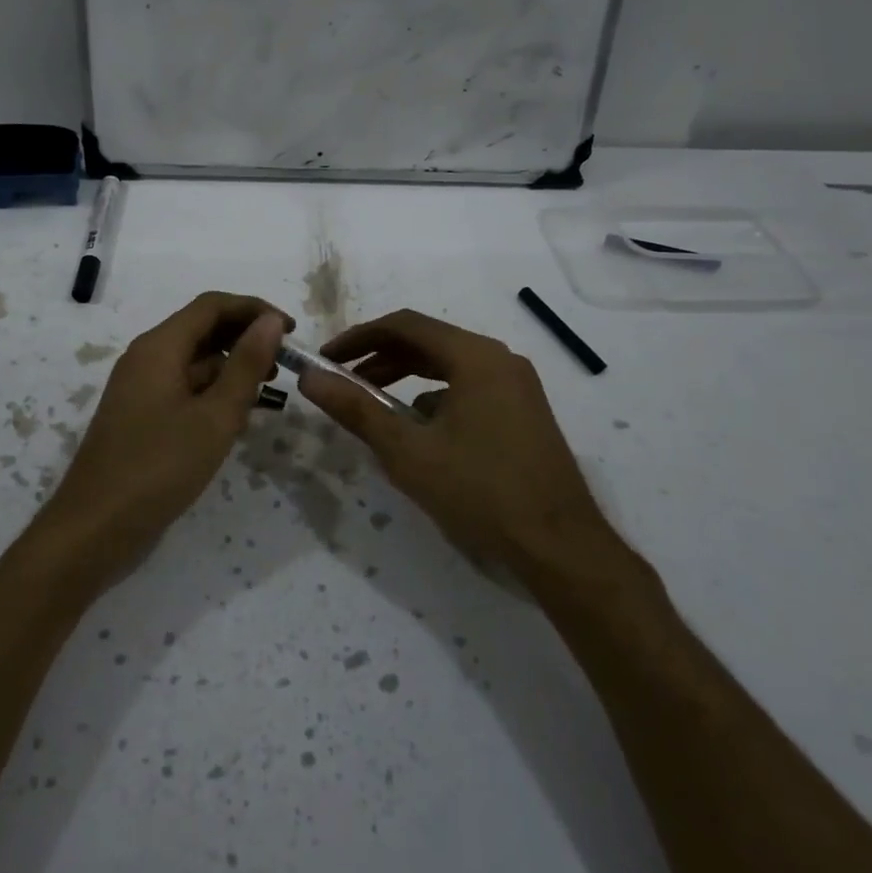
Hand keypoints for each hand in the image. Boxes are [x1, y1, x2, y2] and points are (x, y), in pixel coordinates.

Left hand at [41, 292, 288, 583]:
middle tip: (284, 365)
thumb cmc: (159, 467)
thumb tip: (271, 321)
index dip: (254, 310)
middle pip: (202, 329)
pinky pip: (183, 387)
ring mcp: (140, 388)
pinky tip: (236, 418)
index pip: (212, 306)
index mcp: (159, 347)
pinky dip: (212, 392)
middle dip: (245, 338)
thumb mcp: (215, 416)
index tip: (291, 330)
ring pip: (194, 361)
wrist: (94, 527)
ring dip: (231, 368)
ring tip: (268, 392)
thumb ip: (246, 365)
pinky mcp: (141, 415)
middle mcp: (146, 357)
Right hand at [297, 309, 626, 576]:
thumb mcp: (408, 451)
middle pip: (428, 342)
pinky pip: (469, 389)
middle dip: (379, 358)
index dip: (358, 337)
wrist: (561, 547)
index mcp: (475, 356)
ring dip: (405, 378)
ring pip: (448, 366)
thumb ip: (356, 409)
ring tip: (371, 405)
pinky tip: (419, 433)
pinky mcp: (523, 412)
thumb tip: (310, 379)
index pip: (404, 325)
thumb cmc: (480, 491)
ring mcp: (517, 386)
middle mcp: (500, 359)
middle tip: (342, 381)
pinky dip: (435, 399)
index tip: (326, 359)